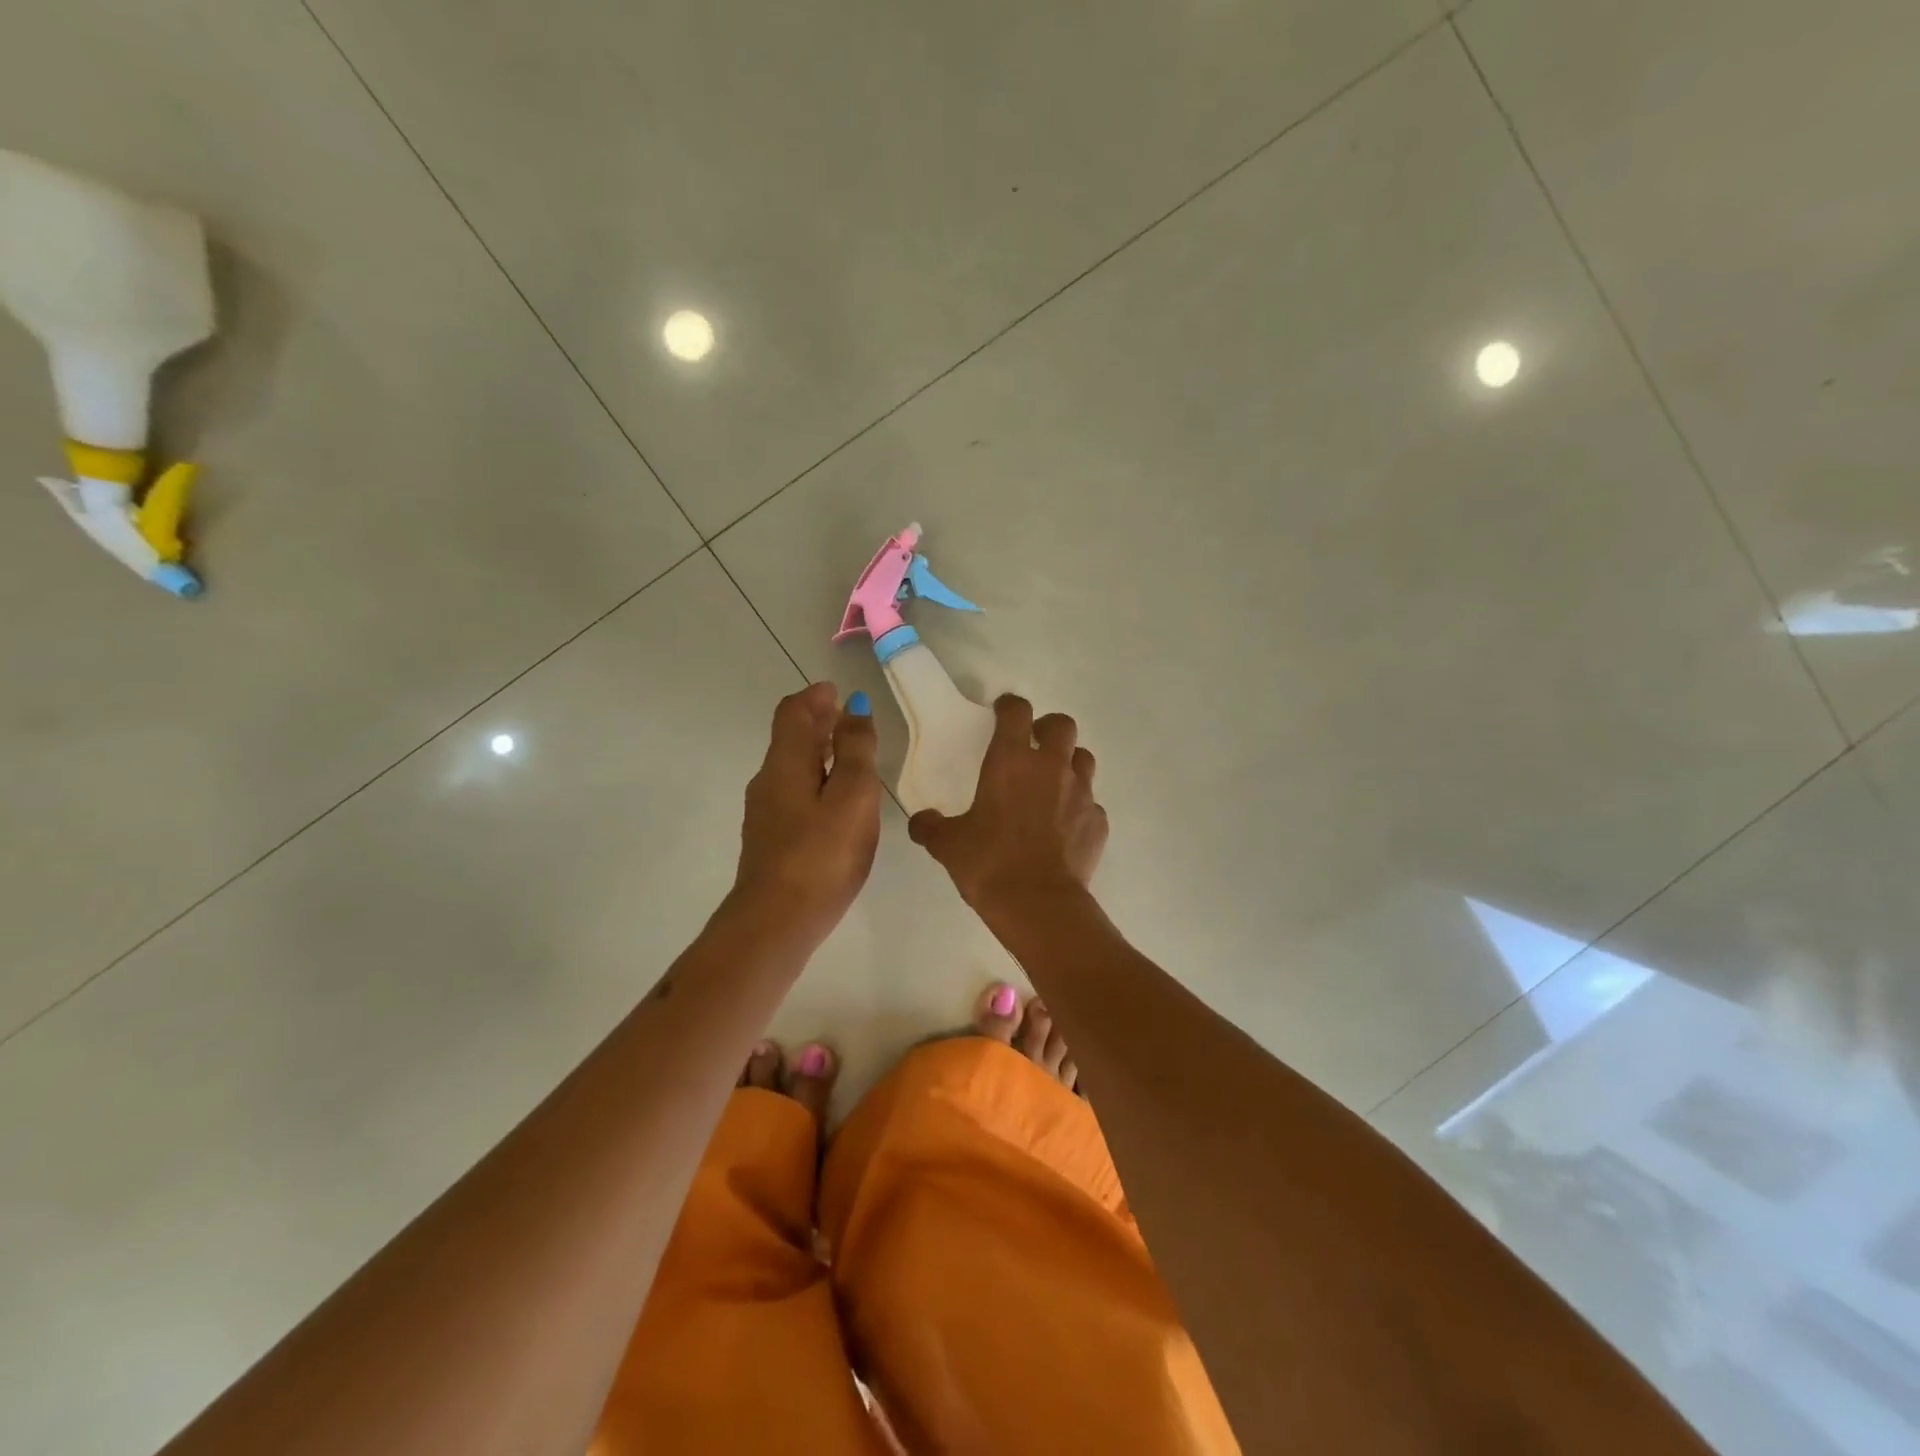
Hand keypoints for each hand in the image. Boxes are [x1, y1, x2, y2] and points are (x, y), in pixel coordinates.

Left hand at [731, 683, 881, 943]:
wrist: (776, 922)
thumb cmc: (821, 855)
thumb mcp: (852, 796)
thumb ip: (855, 750)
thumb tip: (854, 708)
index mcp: (785, 763)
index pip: (793, 712)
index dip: (815, 697)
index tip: (838, 691)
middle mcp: (768, 780)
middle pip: (790, 737)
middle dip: (817, 721)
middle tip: (848, 718)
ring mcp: (766, 812)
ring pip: (791, 766)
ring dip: (817, 750)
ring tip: (849, 755)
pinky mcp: (771, 839)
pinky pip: (793, 792)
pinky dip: (815, 778)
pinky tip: (836, 799)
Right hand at [908, 694, 1107, 910]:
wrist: (1038, 904)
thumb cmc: (989, 863)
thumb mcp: (948, 845)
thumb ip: (931, 827)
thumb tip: (920, 822)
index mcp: (1012, 761)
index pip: (1016, 711)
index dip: (1009, 706)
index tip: (1002, 711)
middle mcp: (1051, 767)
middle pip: (1062, 725)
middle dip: (1048, 728)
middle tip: (1033, 745)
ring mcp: (1081, 792)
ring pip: (1083, 759)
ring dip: (1069, 762)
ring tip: (1052, 783)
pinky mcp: (1098, 821)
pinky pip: (1091, 802)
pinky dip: (1078, 807)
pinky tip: (1064, 826)